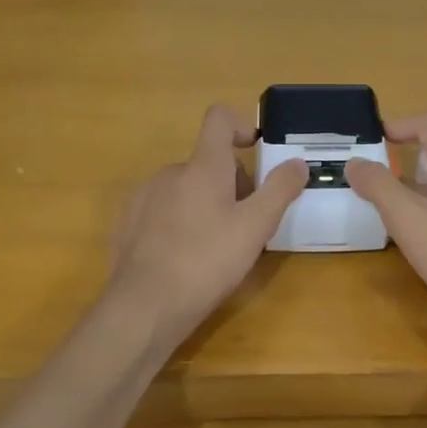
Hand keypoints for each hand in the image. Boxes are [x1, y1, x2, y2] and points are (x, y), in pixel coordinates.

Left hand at [103, 104, 306, 353]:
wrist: (143, 308)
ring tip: (217, 246)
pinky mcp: (128, 224)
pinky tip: (185, 257)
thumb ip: (280, 190)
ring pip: (185, 188)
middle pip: (208, 162)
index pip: (219, 119)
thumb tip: (298, 162)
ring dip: (206, 204)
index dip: (240, 125)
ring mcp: (144, 197)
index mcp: (202, 166)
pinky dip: (180, 222)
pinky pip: (162, 210)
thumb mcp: (255, 228)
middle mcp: (170, 172)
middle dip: (232, 183)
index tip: (255, 150)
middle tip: (247, 223)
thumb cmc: (206, 262)